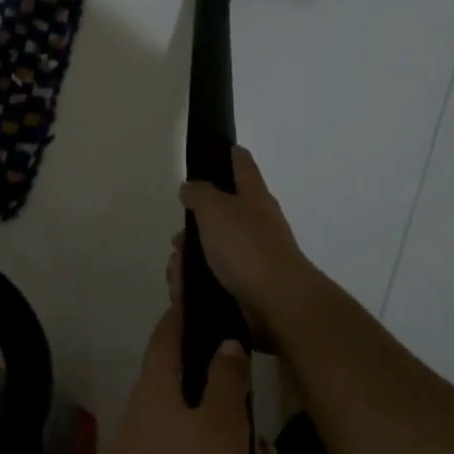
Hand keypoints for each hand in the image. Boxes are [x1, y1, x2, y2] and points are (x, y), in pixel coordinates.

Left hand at [93, 310, 251, 453]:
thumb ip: (225, 381)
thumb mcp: (220, 430)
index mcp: (157, 391)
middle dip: (239, 420)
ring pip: (209, 451)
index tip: (212, 300)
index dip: (186, 312)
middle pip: (197, 398)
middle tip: (269, 443)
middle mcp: (149, 420)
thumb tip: (225, 342)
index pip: (168, 334)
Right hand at [177, 147, 316, 338]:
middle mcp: (257, 223)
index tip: (221, 149)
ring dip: (189, 261)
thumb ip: (199, 194)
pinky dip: (196, 285)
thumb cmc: (246, 247)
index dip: (231, 155)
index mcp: (254, 197)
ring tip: (177, 276)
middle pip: (220, 215)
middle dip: (193, 228)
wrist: (277, 303)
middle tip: (176, 241)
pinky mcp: (248, 288)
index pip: (243, 165)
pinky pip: (214, 280)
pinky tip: (184, 293)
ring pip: (212, 251)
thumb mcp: (215, 209)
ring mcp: (254, 257)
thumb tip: (190, 187)